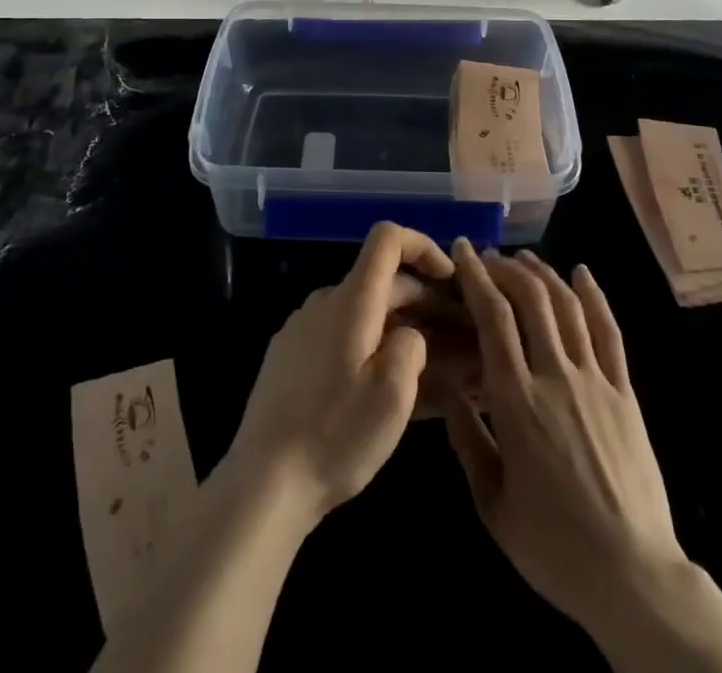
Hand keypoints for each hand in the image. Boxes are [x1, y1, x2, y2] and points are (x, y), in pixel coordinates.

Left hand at [224, 222, 453, 522]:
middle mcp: (324, 302)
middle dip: (424, 301)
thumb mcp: (393, 394)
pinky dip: (371, 347)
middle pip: (381, 281)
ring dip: (400, 328)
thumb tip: (410, 334)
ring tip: (430, 370)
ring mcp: (303, 329)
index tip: (449, 279)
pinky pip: (341, 336)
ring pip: (363, 312)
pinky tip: (385, 388)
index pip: (387, 238)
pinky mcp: (290, 357)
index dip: (422, 246)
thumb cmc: (335, 435)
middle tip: (458, 338)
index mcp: (351, 300)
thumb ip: (412, 345)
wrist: (264, 483)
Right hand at [444, 243, 686, 636]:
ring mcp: (596, 381)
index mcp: (517, 402)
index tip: (462, 250)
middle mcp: (556, 377)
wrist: (633, 577)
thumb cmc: (553, 547)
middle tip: (488, 257)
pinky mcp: (625, 392)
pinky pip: (609, 332)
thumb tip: (447, 387)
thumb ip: (466, 439)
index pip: (493, 318)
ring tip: (524, 258)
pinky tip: (582, 273)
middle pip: (531, 300)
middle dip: (506, 268)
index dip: (476, 276)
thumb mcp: (493, 503)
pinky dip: (595, 295)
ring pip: (568, 306)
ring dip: (544, 274)